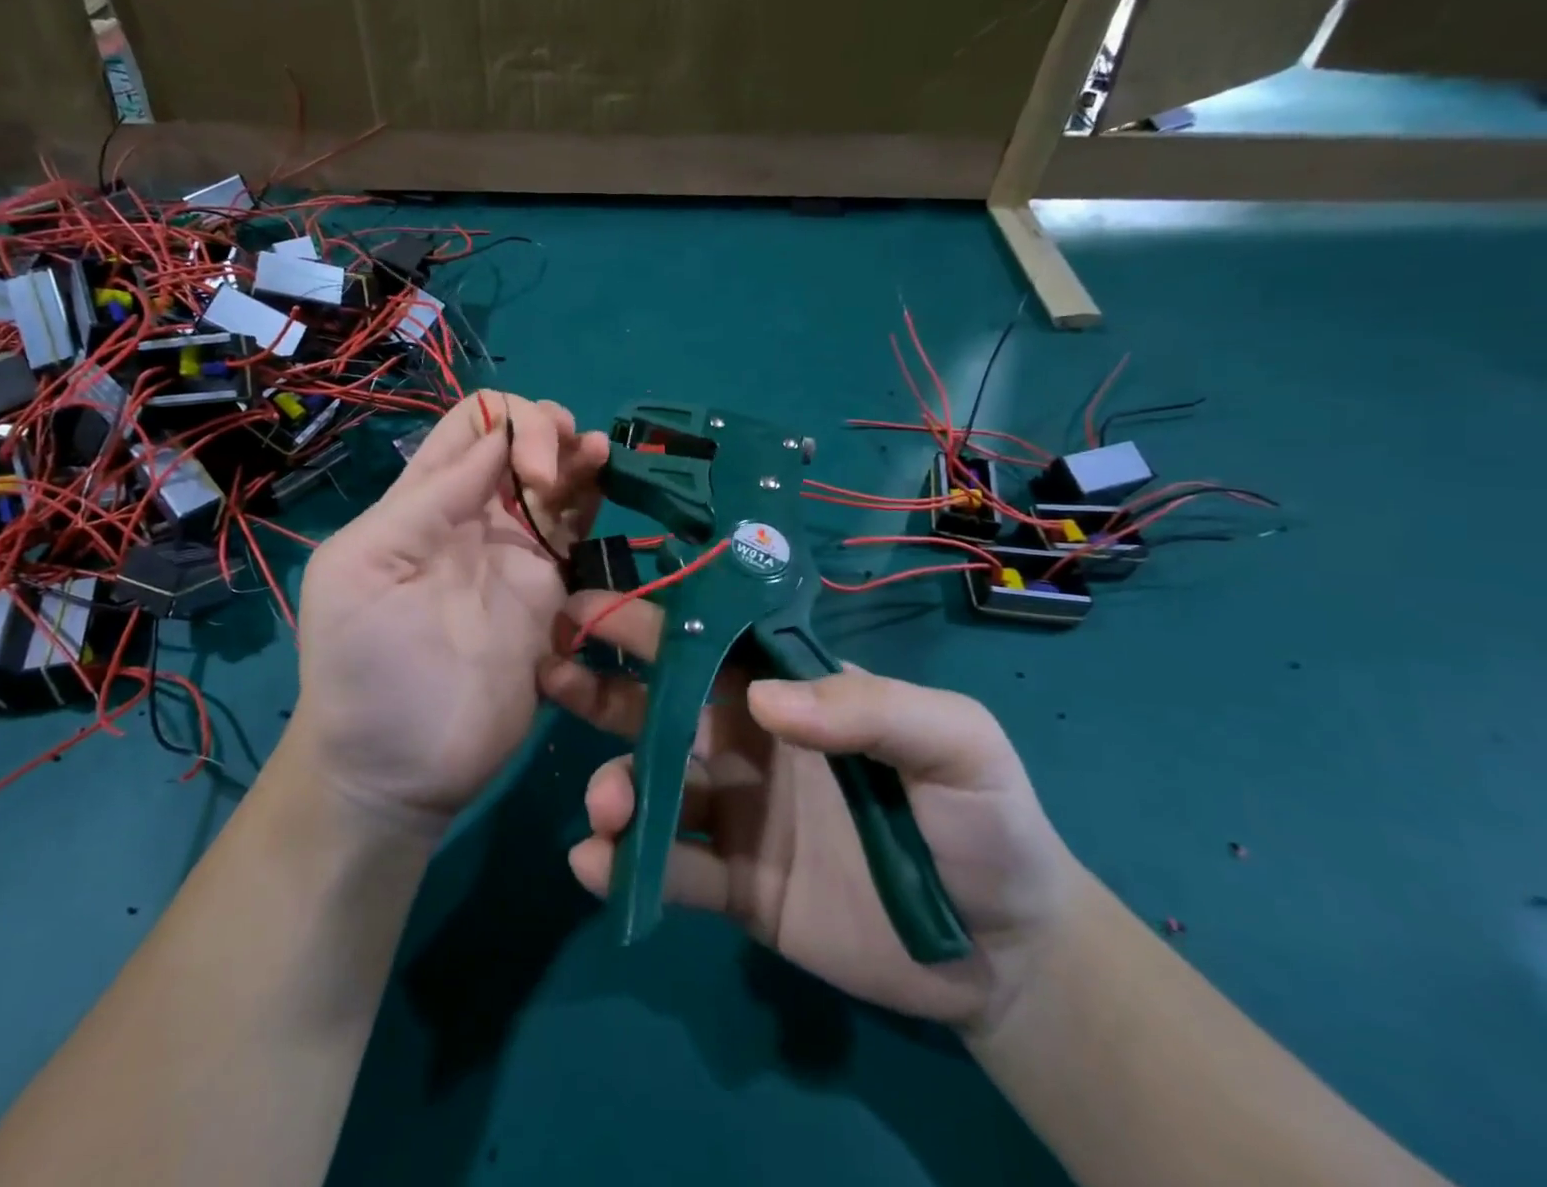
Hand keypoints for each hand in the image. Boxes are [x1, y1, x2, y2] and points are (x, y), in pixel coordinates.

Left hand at [288, 391, 608, 831]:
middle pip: (518, 441)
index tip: (526, 466)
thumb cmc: (365, 668)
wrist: (397, 766)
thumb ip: (428, 501)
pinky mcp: (549, 591)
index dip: (506, 422)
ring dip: (574, 453)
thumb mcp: (364, 570)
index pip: (470, 426)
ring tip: (592, 457)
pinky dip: (592, 493)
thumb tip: (495, 442)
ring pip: (554, 477)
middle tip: (554, 475)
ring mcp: (515, 553)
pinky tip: (605, 477)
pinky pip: (575, 527)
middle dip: (544, 431)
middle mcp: (472, 516)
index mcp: (421, 502)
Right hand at [539, 594, 1080, 1031]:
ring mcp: (737, 814)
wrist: (1003, 951)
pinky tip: (595, 863)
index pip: (710, 642)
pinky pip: (672, 869)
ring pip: (655, 785)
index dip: (652, 620)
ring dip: (615, 783)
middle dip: (603, 684)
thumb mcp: (954, 742)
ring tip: (605, 802)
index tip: (591, 605)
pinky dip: (629, 864)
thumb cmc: (984, 820)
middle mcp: (748, 741)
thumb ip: (870, 707)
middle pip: (661, 704)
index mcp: (788, 694)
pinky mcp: (736, 885)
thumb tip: (764, 700)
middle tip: (551, 669)